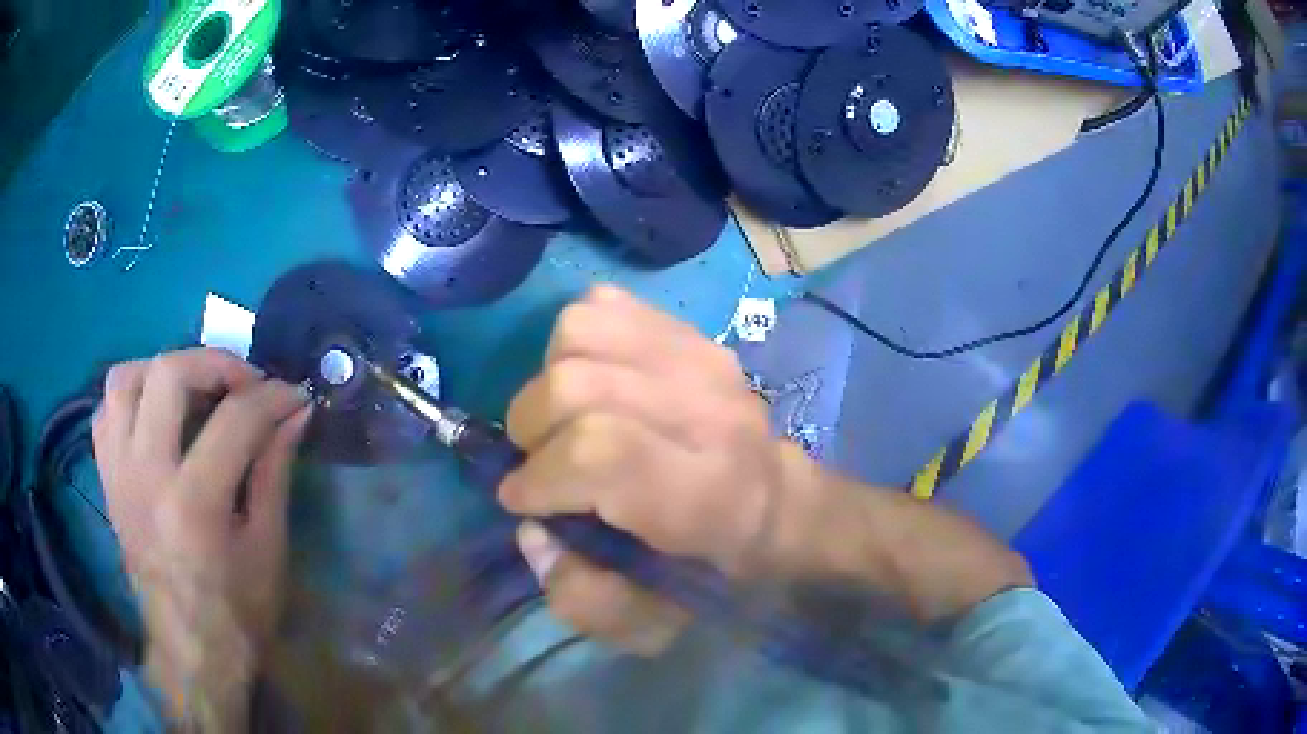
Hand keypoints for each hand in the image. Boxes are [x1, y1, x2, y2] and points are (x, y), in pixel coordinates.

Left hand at [92, 348, 311, 722]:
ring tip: (194, 390)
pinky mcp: (107, 480)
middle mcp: (144, 476)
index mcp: (193, 504)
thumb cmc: (237, 612)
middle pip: (168, 374)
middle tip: (245, 383)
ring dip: (164, 370)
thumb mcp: (268, 547)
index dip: (272, 397)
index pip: (234, 419)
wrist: (191, 652)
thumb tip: (294, 412)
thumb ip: (274, 470)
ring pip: (125, 380)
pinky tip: (155, 417)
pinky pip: (106, 413)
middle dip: (216, 363)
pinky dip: (131, 398)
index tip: (294, 396)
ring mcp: (117, 475)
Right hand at [500, 286, 808, 653]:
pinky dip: (573, 340)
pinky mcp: (691, 332)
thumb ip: (584, 597)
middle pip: (578, 383)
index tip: (522, 498)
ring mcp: (702, 357)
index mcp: (706, 492)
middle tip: (537, 461)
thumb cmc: (714, 566)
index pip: (600, 451)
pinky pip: (603, 304)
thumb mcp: (654, 621)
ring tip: (560, 418)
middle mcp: (708, 411)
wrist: (777, 501)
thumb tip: (532, 532)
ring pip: (581, 330)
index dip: (540, 474)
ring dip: (547, 377)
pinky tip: (588, 379)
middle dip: (531, 427)